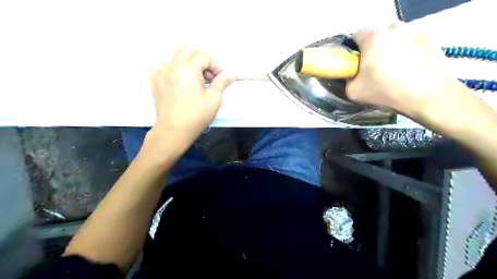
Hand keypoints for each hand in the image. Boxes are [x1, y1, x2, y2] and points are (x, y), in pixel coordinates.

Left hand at [147, 45, 233, 149]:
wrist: (173, 130)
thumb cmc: (195, 117)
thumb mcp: (214, 100)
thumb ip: (222, 82)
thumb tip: (230, 74)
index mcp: (187, 70)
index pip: (203, 55)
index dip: (214, 64)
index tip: (218, 77)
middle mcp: (171, 66)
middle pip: (188, 50)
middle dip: (201, 59)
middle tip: (207, 76)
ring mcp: (159, 72)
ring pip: (172, 52)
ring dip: (185, 59)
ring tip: (192, 74)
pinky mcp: (154, 80)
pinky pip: (158, 62)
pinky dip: (168, 64)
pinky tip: (175, 74)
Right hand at [346, 22, 466, 116]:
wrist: (427, 96)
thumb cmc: (386, 91)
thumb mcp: (353, 91)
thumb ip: (347, 79)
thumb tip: (351, 74)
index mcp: (373, 38)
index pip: (356, 36)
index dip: (354, 51)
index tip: (356, 64)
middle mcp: (393, 29)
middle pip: (377, 37)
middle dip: (373, 50)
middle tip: (375, 70)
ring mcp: (414, 32)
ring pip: (395, 40)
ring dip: (391, 50)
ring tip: (395, 71)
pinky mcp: (431, 39)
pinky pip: (411, 44)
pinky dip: (408, 53)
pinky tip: (410, 70)